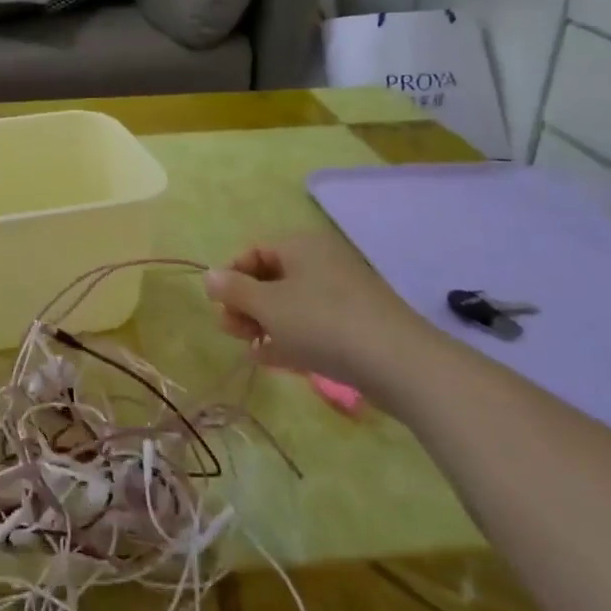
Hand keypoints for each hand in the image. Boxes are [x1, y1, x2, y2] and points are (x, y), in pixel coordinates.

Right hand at [203, 232, 435, 385]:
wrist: (400, 364)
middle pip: (270, 277)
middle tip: (233, 332)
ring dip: (265, 324)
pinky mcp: (357, 324)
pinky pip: (313, 324)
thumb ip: (233, 289)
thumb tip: (209, 276)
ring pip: (291, 303)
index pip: (253, 251)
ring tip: (252, 350)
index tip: (219, 306)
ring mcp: (342, 293)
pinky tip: (275, 360)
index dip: (230, 277)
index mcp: (300, 245)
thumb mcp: (267, 305)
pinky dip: (291, 337)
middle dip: (246, 304)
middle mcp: (322, 261)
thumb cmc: (322, 322)